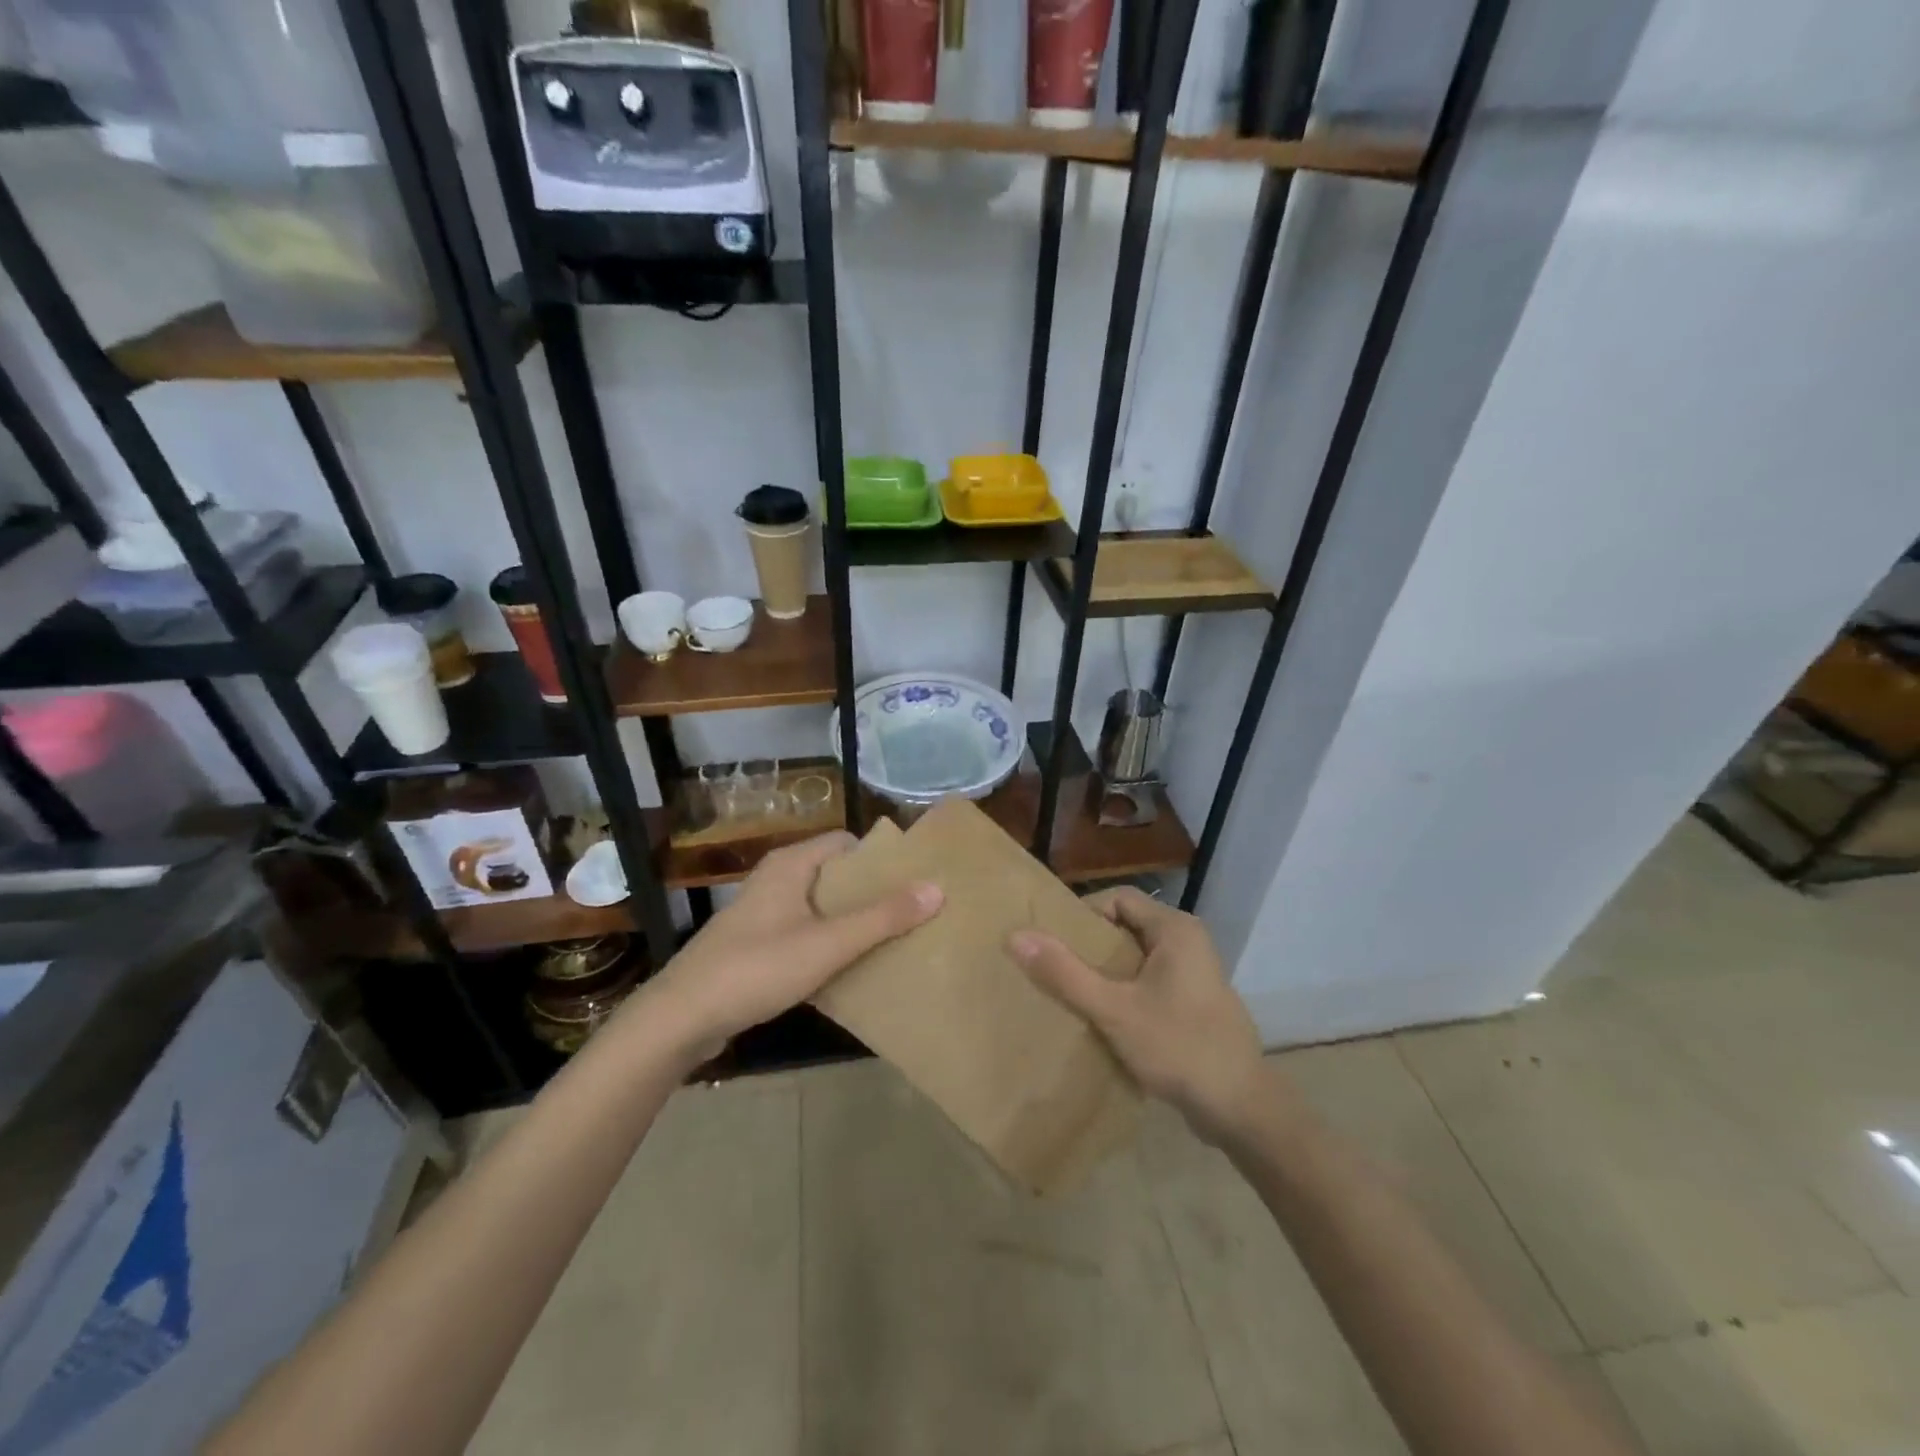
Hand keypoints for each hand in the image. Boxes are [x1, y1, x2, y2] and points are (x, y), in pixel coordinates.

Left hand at [630, 832, 941, 1065]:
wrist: (681, 1018)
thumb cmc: (757, 968)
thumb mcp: (828, 943)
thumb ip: (882, 918)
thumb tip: (936, 888)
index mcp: (791, 865)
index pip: (846, 843)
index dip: (881, 859)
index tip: (914, 880)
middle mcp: (777, 880)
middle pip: (836, 875)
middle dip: (872, 893)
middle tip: (913, 913)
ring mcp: (764, 914)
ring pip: (820, 907)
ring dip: (852, 921)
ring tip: (891, 941)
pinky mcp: (756, 945)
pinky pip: (804, 932)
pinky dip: (829, 943)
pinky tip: (850, 968)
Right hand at [1010, 887, 1262, 1142]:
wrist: (1242, 1110)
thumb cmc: (1179, 1048)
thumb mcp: (1114, 1010)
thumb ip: (1065, 973)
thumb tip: (1016, 936)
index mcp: (1175, 929)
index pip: (1118, 898)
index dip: (1082, 915)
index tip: (1054, 943)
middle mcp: (1188, 941)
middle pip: (1127, 926)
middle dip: (1090, 946)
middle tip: (1055, 968)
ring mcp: (1194, 973)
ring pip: (1137, 957)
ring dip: (1106, 972)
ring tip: (1072, 993)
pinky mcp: (1194, 1002)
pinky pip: (1150, 981)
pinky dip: (1125, 991)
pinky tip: (1104, 1018)